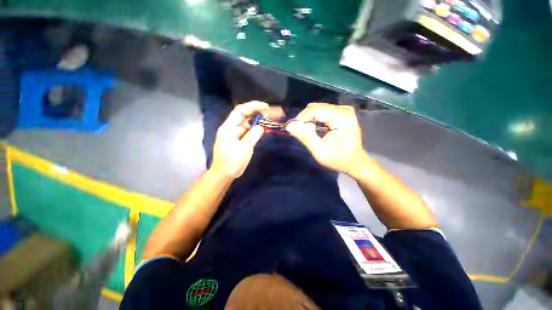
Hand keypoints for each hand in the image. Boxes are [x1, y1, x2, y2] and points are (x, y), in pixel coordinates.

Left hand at [211, 101, 269, 177]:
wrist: (224, 174)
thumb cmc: (232, 161)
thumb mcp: (244, 148)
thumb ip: (253, 135)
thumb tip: (261, 127)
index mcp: (228, 127)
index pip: (240, 110)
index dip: (253, 106)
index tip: (266, 107)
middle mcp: (231, 127)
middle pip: (245, 115)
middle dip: (257, 112)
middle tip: (270, 113)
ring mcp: (235, 133)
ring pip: (247, 123)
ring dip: (258, 121)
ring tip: (270, 119)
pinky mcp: (238, 139)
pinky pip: (248, 131)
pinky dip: (256, 129)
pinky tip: (264, 129)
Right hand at [286, 103, 370, 174]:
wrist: (355, 162)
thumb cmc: (339, 159)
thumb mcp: (320, 152)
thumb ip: (306, 137)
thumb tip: (290, 126)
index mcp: (342, 117)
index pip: (315, 110)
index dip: (301, 118)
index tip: (292, 128)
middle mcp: (344, 110)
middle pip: (316, 108)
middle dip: (304, 120)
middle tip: (297, 132)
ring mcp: (343, 110)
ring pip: (318, 109)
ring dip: (308, 120)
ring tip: (304, 132)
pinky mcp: (341, 113)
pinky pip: (322, 112)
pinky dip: (314, 120)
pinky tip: (313, 129)